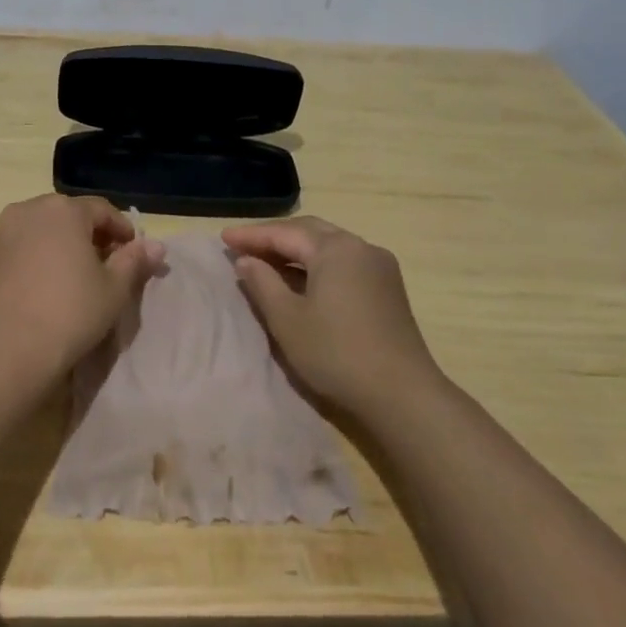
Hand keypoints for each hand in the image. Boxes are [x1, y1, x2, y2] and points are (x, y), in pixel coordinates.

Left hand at [0, 195, 164, 377]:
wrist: (8, 349)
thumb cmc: (70, 312)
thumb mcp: (114, 288)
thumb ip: (134, 260)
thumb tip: (156, 245)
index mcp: (63, 209)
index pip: (102, 209)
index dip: (122, 229)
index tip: (134, 252)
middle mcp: (29, 210)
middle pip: (70, 215)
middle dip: (91, 234)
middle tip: (108, 263)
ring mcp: (3, 232)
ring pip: (43, 229)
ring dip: (64, 244)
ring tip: (78, 275)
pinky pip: (23, 246)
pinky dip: (40, 256)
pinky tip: (49, 284)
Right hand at [222, 216, 436, 412]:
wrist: (402, 395)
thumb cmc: (336, 353)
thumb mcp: (287, 319)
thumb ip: (262, 283)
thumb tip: (246, 260)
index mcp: (335, 249)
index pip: (284, 233)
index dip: (251, 235)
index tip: (223, 238)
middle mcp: (360, 247)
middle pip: (309, 232)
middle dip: (274, 237)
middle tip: (242, 245)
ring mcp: (379, 267)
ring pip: (328, 246)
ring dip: (295, 250)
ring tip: (266, 260)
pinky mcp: (388, 288)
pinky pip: (344, 262)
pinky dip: (316, 263)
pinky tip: (300, 279)